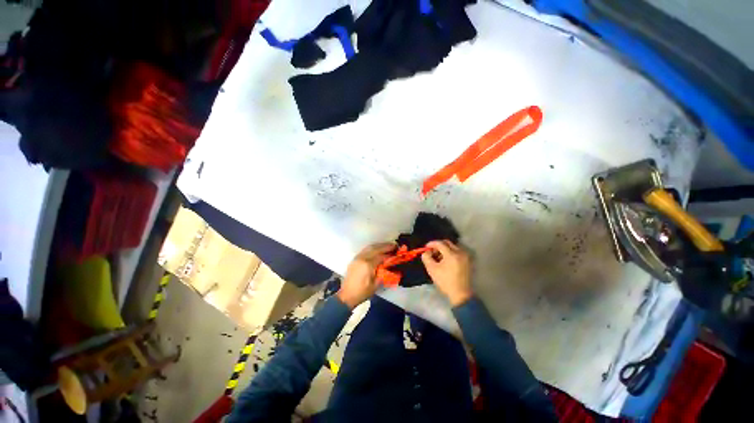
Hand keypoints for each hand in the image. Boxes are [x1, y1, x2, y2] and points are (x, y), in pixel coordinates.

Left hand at [337, 242, 395, 308]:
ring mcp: (357, 257)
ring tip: (387, 245)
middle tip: (394, 245)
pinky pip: (365, 250)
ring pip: (369, 247)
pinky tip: (377, 249)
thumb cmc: (362, 292)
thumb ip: (383, 274)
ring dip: (379, 245)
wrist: (347, 296)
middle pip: (375, 248)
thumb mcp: (376, 285)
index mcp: (368, 265)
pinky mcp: (355, 259)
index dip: (389, 254)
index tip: (396, 252)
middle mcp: (362, 258)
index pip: (381, 256)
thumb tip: (391, 266)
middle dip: (385, 246)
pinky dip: (373, 248)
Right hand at [421, 240, 472, 306]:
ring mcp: (465, 256)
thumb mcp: (432, 269)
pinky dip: (450, 253)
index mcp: (452, 254)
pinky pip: (457, 251)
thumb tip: (426, 252)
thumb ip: (426, 257)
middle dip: (438, 245)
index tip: (426, 247)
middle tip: (432, 252)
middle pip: (447, 243)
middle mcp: (460, 252)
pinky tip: (446, 260)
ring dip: (444, 249)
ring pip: (452, 246)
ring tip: (438, 257)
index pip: (440, 243)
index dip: (431, 244)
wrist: (460, 294)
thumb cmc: (445, 282)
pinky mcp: (468, 260)